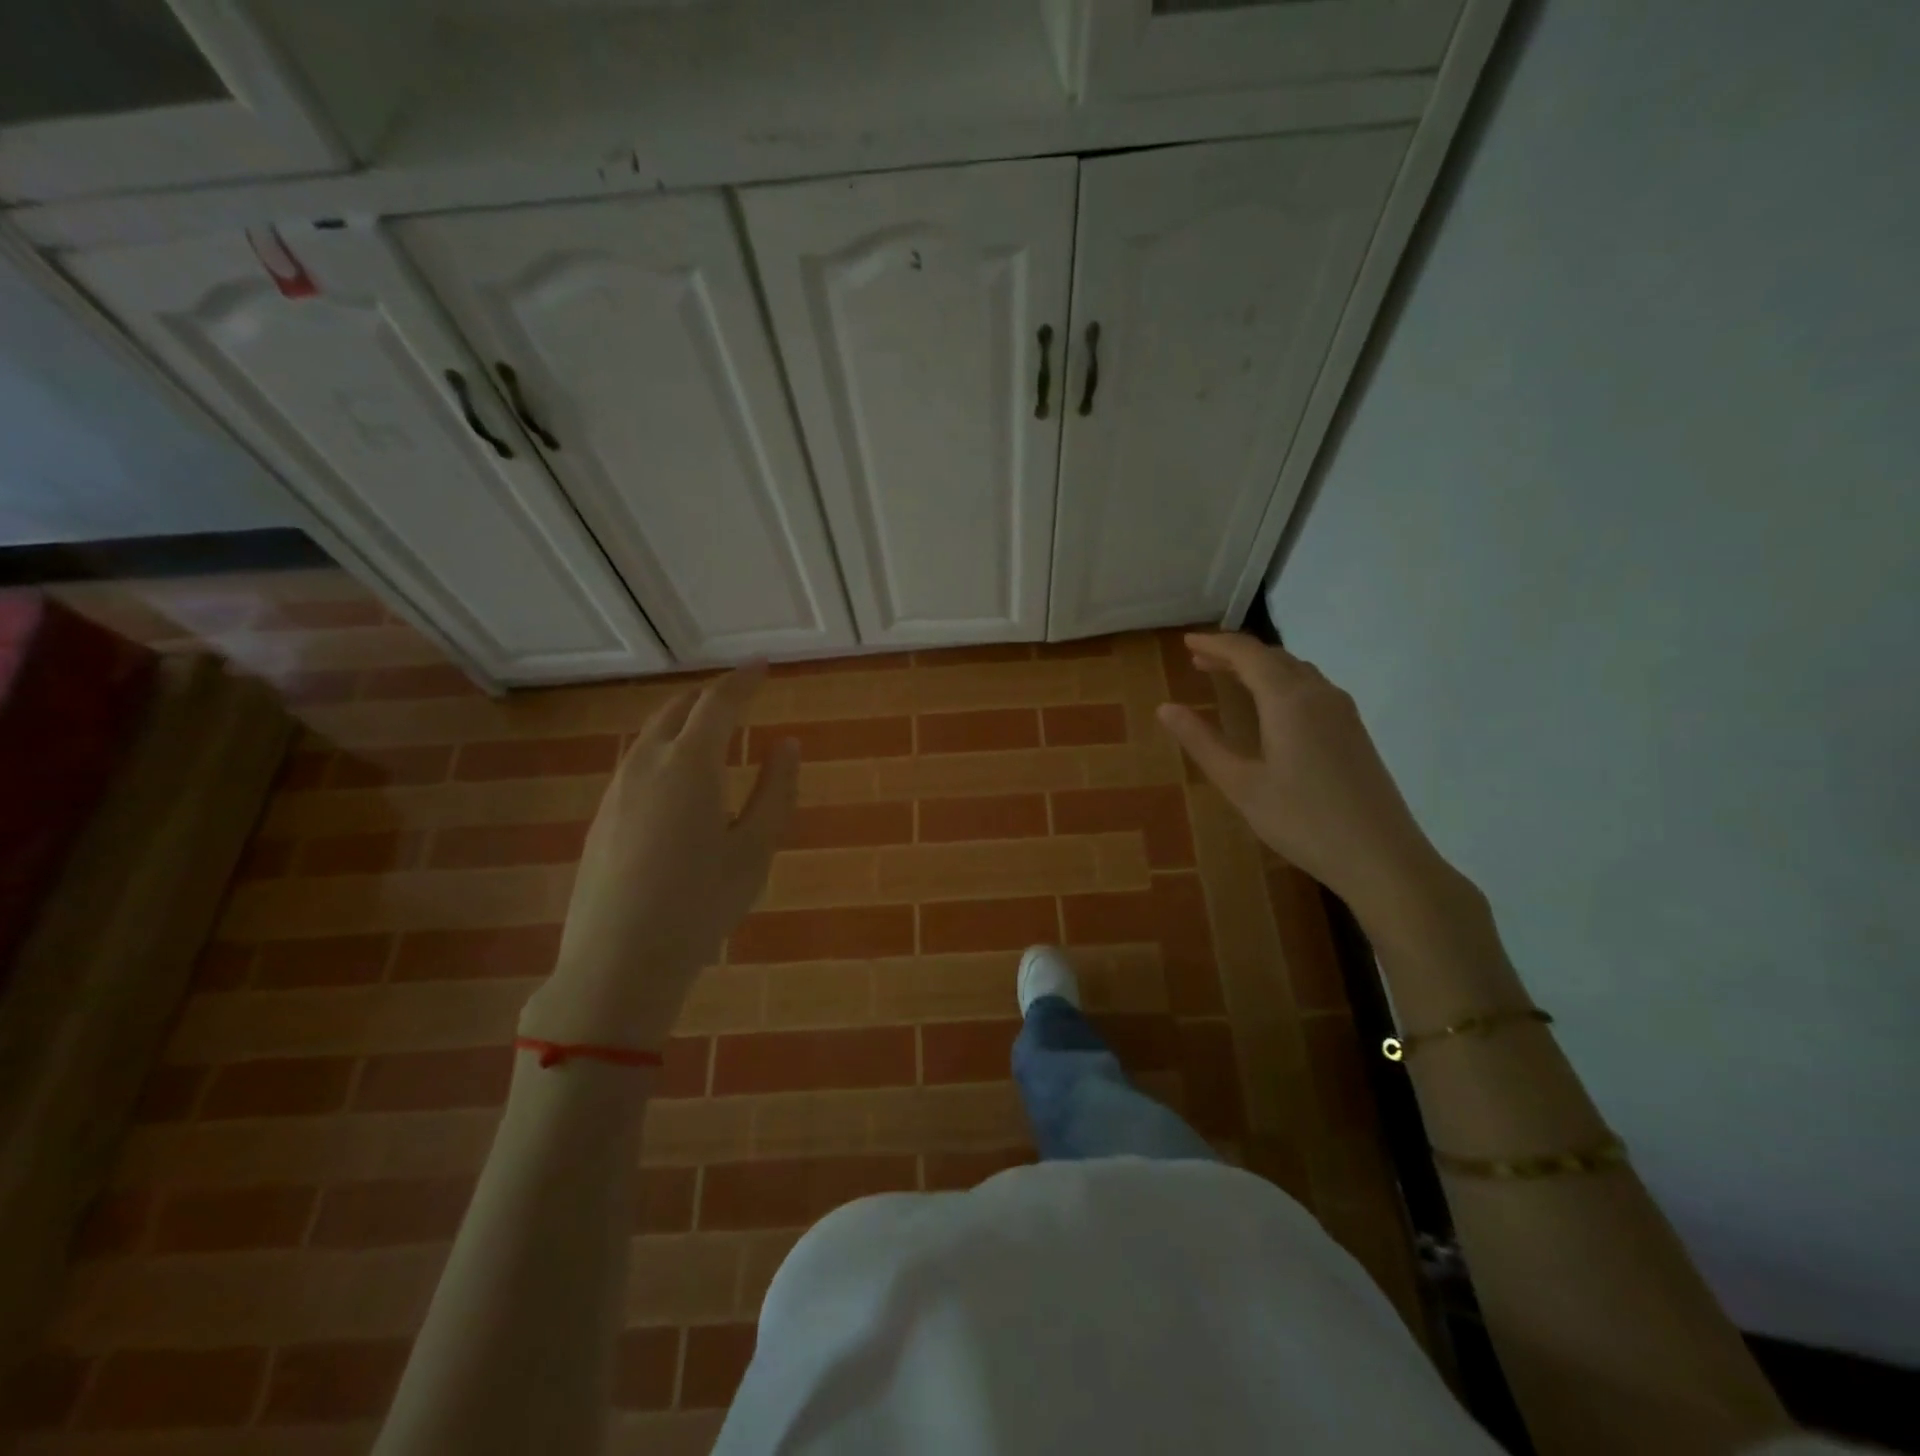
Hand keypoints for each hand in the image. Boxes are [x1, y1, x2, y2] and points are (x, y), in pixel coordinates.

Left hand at [520, 665, 797, 1051]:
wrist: (618, 961)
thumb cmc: (701, 903)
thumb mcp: (755, 849)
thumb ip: (775, 790)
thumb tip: (787, 744)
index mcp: (690, 764)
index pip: (719, 702)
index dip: (743, 680)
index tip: (763, 665)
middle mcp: (646, 765)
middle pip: (678, 710)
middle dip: (710, 696)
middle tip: (738, 697)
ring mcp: (616, 790)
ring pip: (651, 736)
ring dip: (683, 723)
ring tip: (709, 733)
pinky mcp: (601, 817)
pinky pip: (636, 763)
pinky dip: (663, 752)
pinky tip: (676, 782)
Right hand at [1157, 633, 1440, 917]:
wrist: (1381, 857)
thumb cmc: (1302, 821)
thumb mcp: (1241, 784)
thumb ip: (1202, 742)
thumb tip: (1165, 708)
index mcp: (1289, 700)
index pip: (1247, 654)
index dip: (1215, 644)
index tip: (1186, 642)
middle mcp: (1319, 694)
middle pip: (1273, 657)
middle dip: (1235, 654)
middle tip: (1199, 659)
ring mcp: (1342, 712)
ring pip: (1296, 671)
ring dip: (1260, 666)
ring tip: (1229, 677)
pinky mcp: (1354, 731)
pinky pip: (1311, 687)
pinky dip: (1281, 682)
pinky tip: (1271, 706)